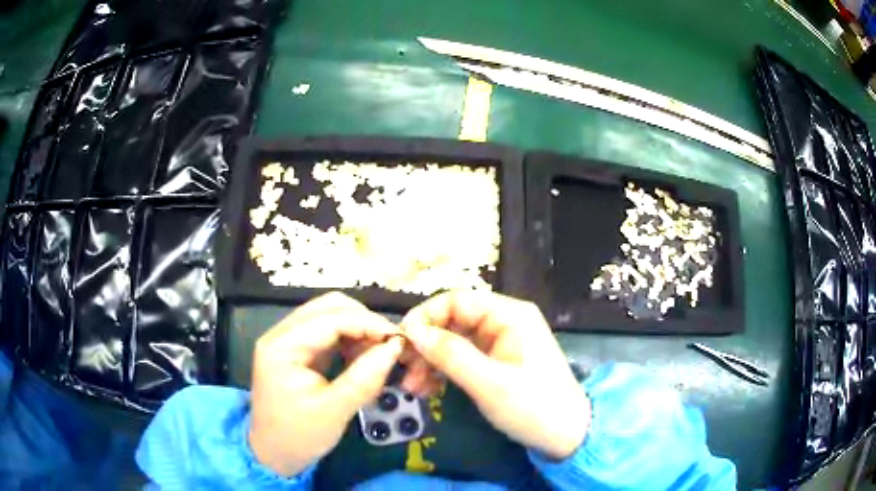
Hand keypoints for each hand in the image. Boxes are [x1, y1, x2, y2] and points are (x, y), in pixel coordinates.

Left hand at [249, 292, 403, 475]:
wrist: (273, 454)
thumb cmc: (300, 436)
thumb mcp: (335, 410)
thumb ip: (364, 377)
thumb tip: (395, 347)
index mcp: (282, 346)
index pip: (330, 318)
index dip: (368, 323)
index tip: (399, 338)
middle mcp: (281, 334)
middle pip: (328, 307)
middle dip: (363, 321)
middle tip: (389, 344)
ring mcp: (287, 340)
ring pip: (328, 315)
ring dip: (357, 328)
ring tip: (378, 352)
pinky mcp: (295, 350)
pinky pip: (326, 331)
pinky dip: (348, 338)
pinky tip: (361, 356)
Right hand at [400, 291, 589, 459]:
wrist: (566, 436)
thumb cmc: (533, 407)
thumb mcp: (490, 383)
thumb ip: (451, 354)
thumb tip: (411, 330)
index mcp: (509, 315)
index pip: (456, 300)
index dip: (425, 317)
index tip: (400, 343)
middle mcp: (504, 322)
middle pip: (452, 321)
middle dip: (425, 345)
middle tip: (404, 372)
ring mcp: (500, 342)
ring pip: (453, 341)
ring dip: (430, 361)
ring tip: (412, 388)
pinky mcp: (496, 362)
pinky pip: (462, 358)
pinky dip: (443, 371)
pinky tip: (427, 389)